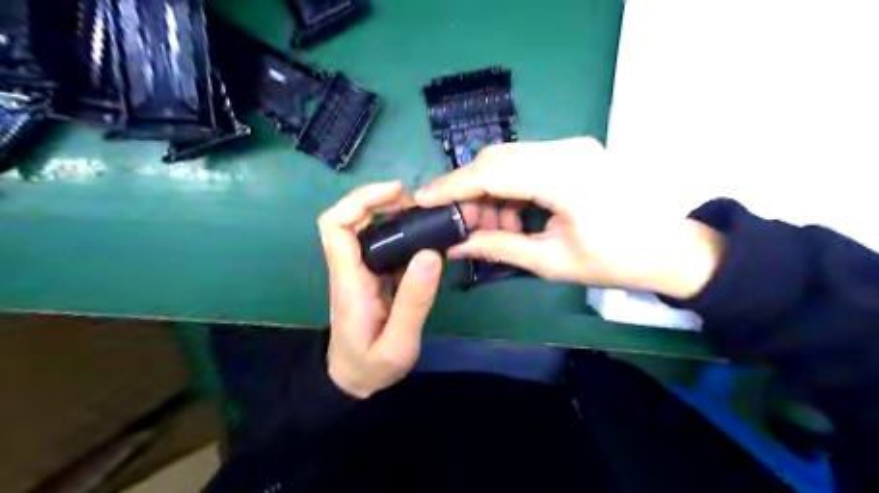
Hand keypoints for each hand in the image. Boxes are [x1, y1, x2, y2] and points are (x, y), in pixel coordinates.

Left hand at [318, 183, 447, 398]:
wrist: (354, 382)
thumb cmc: (371, 366)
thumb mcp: (398, 343)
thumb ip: (414, 302)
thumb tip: (430, 254)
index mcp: (349, 280)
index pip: (336, 225)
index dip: (361, 200)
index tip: (396, 193)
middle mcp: (351, 268)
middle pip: (350, 219)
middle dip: (381, 201)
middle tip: (419, 203)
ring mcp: (361, 272)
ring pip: (367, 229)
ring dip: (392, 215)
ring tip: (426, 216)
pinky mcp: (373, 277)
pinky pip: (382, 245)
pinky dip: (401, 233)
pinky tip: (424, 238)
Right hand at [416, 137, 725, 297]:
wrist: (669, 250)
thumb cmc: (615, 261)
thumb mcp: (551, 261)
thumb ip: (500, 247)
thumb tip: (457, 244)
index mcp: (564, 176)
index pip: (492, 172)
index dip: (452, 185)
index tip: (422, 199)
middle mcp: (567, 149)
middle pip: (497, 158)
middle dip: (468, 189)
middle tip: (456, 222)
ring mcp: (572, 146)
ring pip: (509, 159)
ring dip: (489, 191)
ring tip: (488, 227)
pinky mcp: (574, 152)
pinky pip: (527, 163)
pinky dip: (509, 187)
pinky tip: (510, 215)